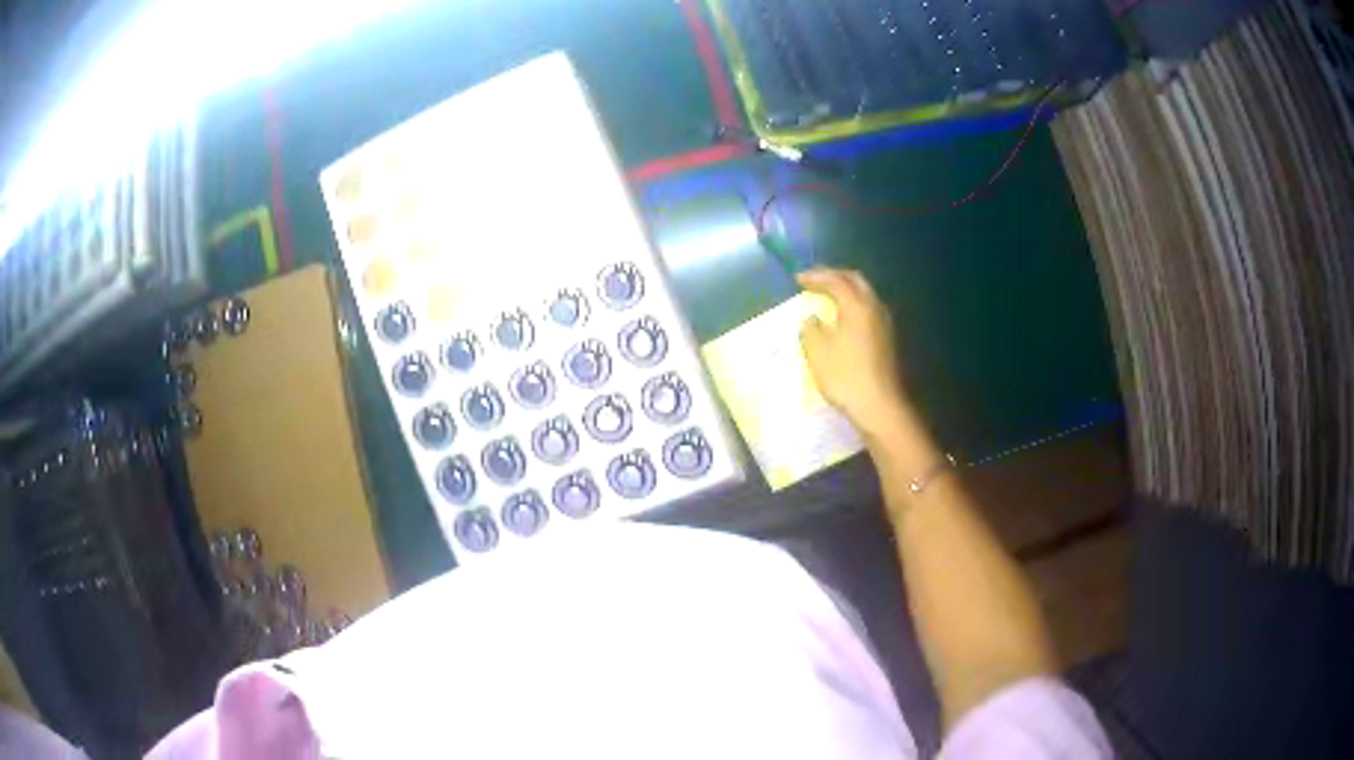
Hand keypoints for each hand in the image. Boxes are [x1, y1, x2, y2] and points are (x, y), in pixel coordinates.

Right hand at [798, 268, 910, 440]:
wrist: (879, 405)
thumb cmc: (845, 376)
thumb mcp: (817, 351)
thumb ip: (810, 328)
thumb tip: (812, 319)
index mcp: (856, 305)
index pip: (835, 280)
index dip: (815, 277)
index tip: (797, 278)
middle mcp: (874, 307)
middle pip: (855, 280)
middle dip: (834, 276)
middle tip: (814, 279)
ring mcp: (884, 323)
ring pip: (865, 294)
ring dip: (846, 289)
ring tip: (827, 294)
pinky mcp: (886, 338)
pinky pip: (868, 309)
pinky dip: (853, 304)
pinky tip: (843, 316)